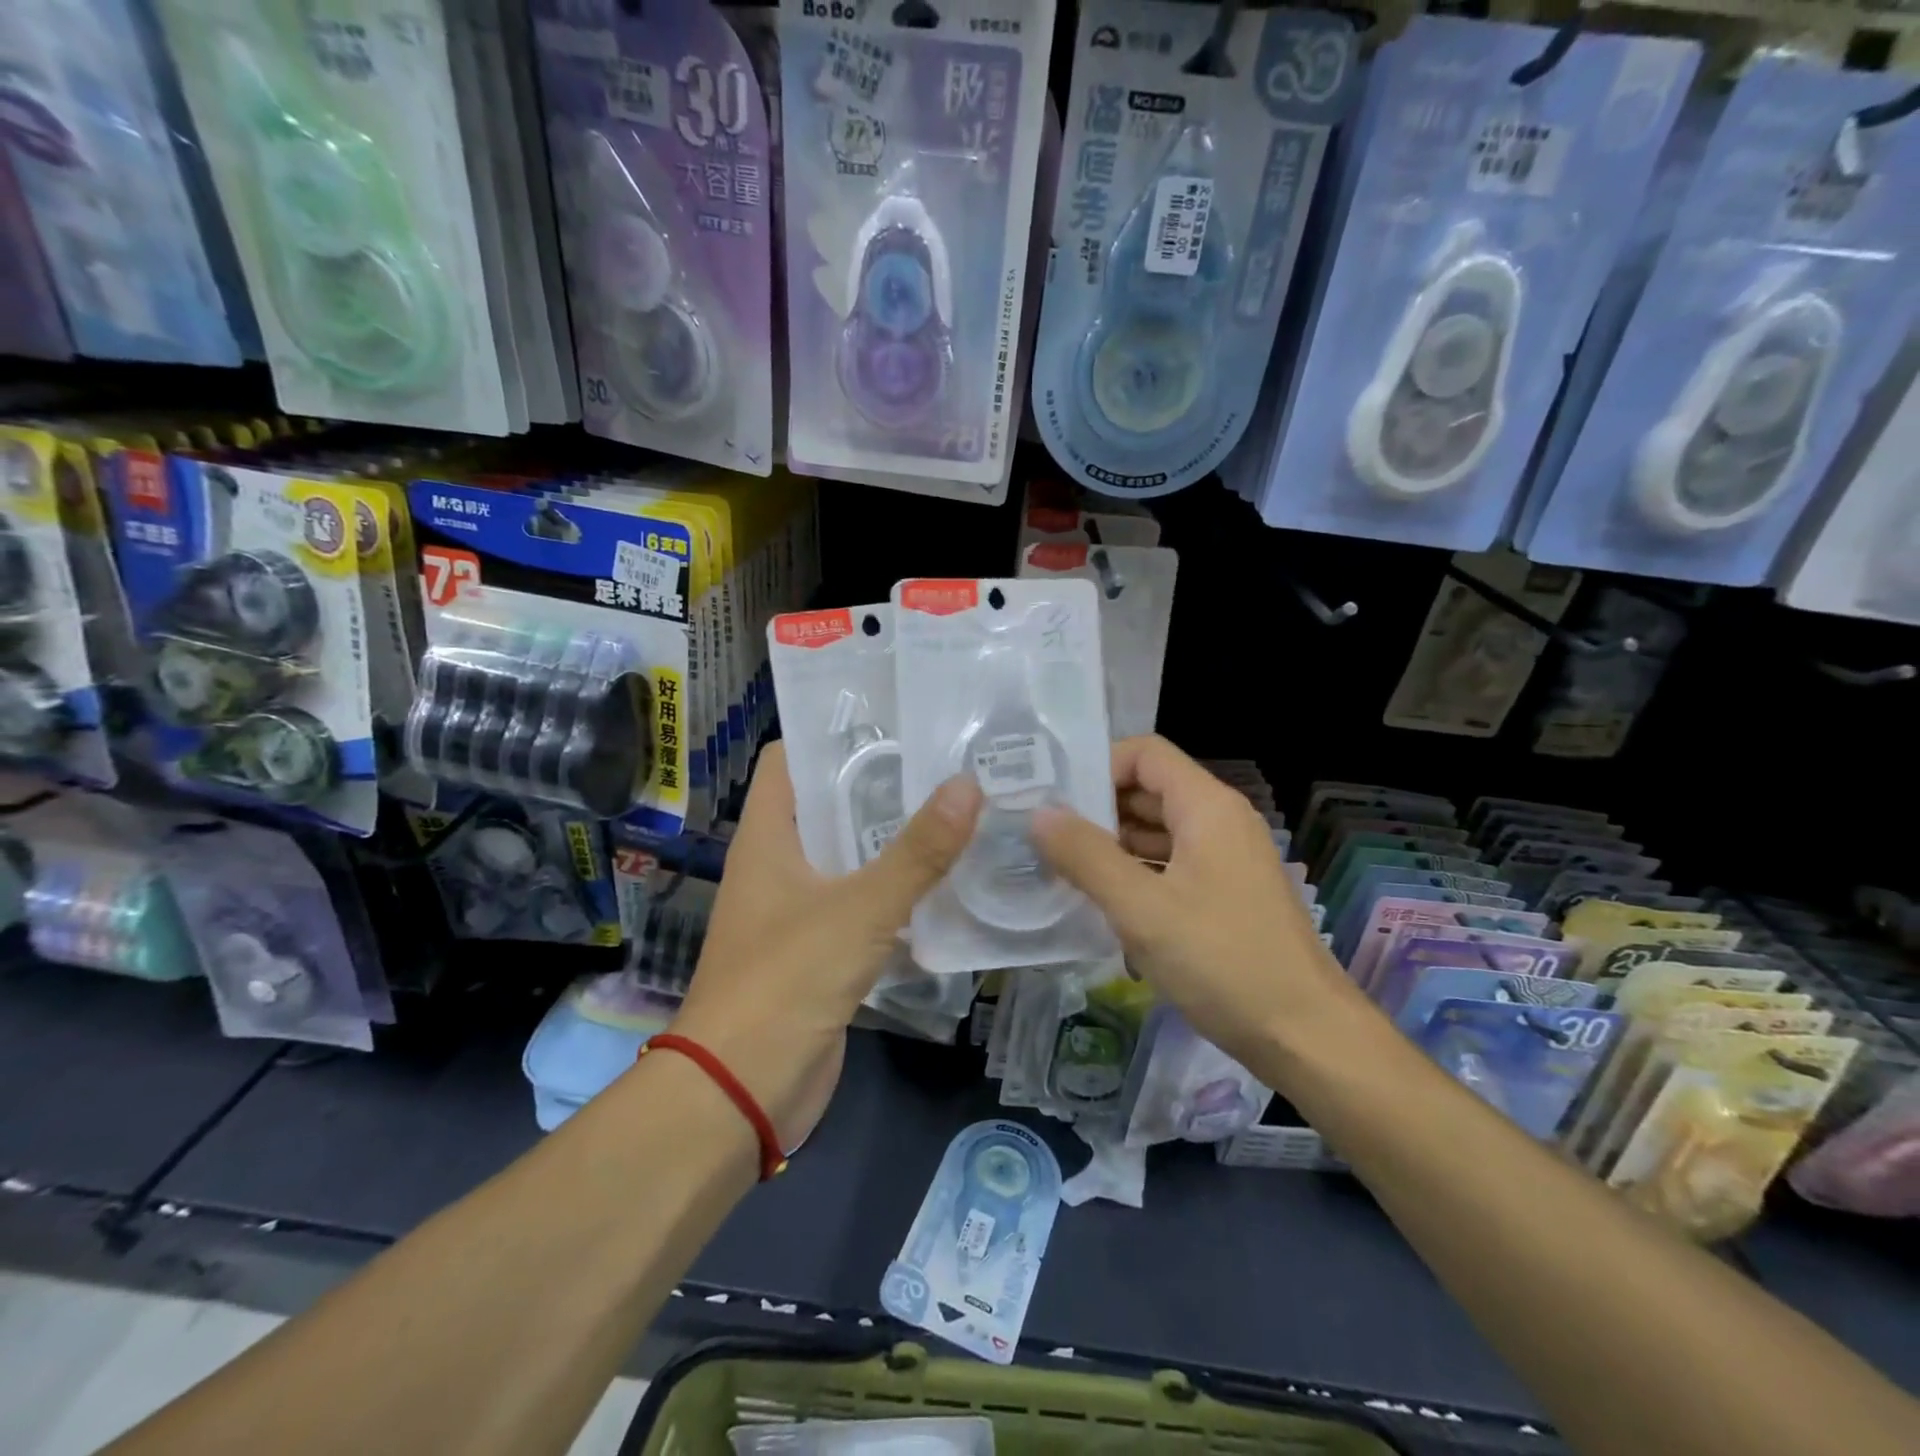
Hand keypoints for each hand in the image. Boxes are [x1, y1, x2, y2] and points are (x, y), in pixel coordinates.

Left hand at [671, 742, 982, 1149]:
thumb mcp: (858, 910)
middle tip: (947, 763)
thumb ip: (916, 852)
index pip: (789, 760)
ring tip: (960, 811)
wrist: (740, 1091)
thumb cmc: (785, 981)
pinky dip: (898, 892)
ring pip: (851, 857)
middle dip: (882, 785)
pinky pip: (864, 906)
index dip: (832, 734)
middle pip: (830, 805)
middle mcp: (780, 864)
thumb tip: (968, 785)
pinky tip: (949, 883)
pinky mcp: (823, 951)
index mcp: (769, 837)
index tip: (894, 720)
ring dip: (895, 841)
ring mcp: (800, 910)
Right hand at [1031, 735, 1352, 1069]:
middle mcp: (1220, 821)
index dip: (1098, 766)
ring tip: (1060, 867)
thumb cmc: (1222, 961)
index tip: (1055, 799)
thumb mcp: (1141, 908)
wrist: (1305, 1037)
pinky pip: (1171, 864)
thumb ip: (1086, 856)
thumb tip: (1039, 814)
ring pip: (1158, 830)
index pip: (1145, 753)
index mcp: (1207, 807)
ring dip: (1112, 844)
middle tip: (1044, 835)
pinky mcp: (1225, 894)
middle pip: (1149, 789)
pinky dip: (1135, 873)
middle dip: (1097, 808)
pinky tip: (1101, 900)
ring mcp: (1226, 859)